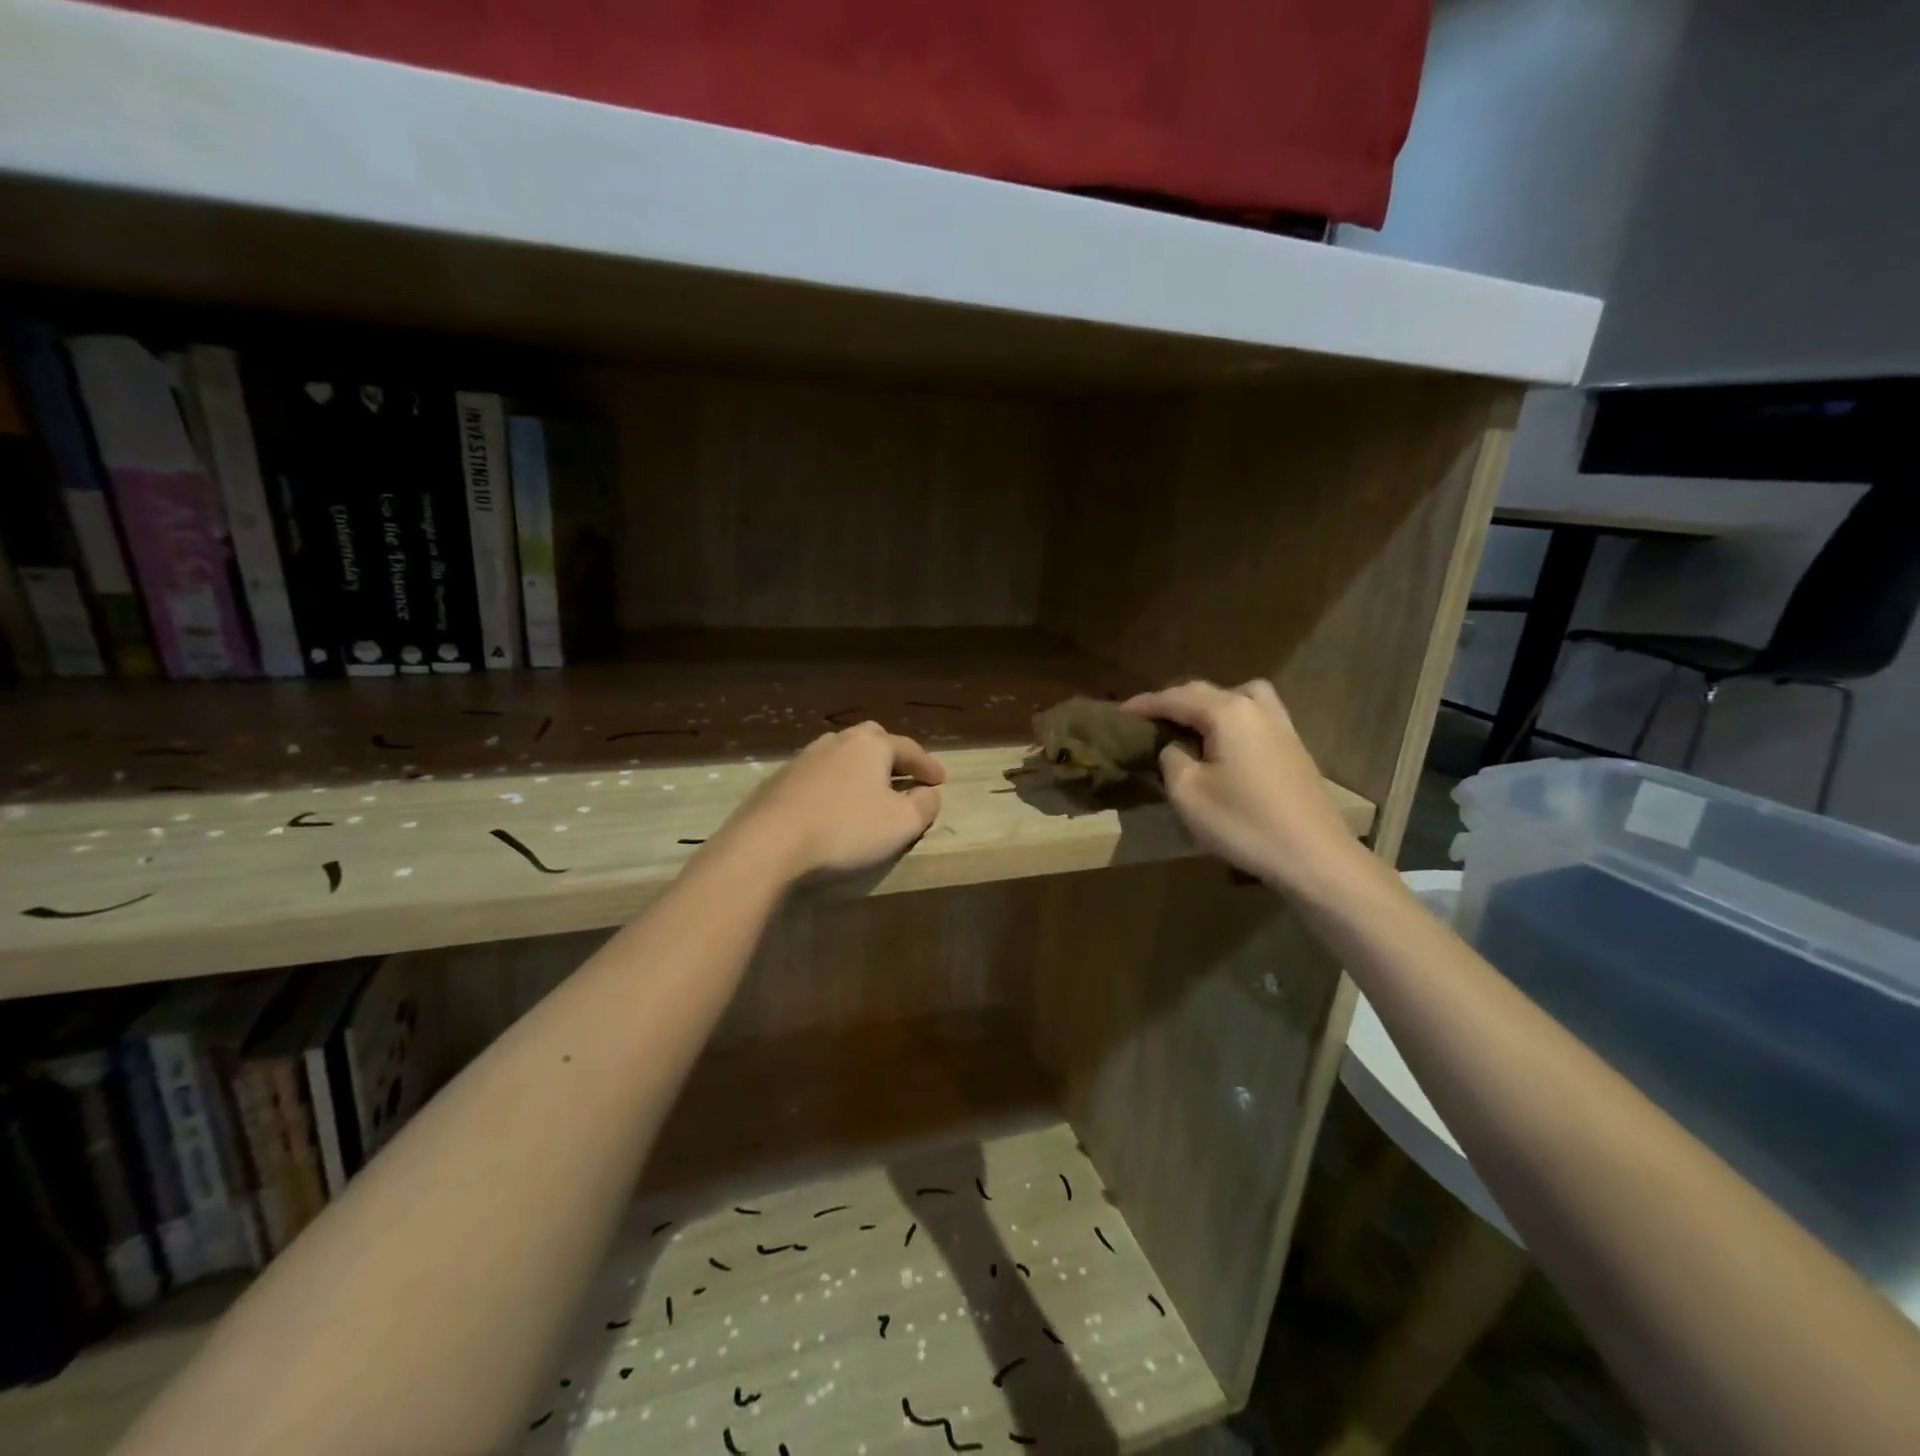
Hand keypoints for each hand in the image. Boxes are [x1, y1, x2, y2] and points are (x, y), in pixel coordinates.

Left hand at [719, 721, 944, 880]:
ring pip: (841, 756)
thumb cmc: (845, 829)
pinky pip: (818, 776)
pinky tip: (833, 806)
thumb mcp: (901, 823)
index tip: (941, 781)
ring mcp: (804, 758)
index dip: (927, 766)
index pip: (908, 749)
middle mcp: (837, 741)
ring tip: (868, 791)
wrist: (768, 842)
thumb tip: (929, 793)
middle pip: (872, 741)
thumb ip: (924, 805)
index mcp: (870, 745)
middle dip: (891, 757)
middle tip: (903, 775)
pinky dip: (833, 786)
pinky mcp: (779, 780)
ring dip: (859, 770)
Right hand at [1123, 679, 1366, 896]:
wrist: (1313, 855)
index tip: (1119, 713)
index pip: (1175, 698)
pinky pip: (1254, 715)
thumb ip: (1171, 759)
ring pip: (1237, 697)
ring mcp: (1280, 725)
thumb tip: (1174, 747)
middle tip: (1147, 719)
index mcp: (1227, 712)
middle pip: (1206, 692)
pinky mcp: (1292, 746)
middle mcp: (1255, 707)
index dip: (1144, 704)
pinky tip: (1222, 742)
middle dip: (1173, 701)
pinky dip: (1230, 718)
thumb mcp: (1188, 793)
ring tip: (1189, 725)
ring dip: (1208, 704)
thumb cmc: (1243, 822)